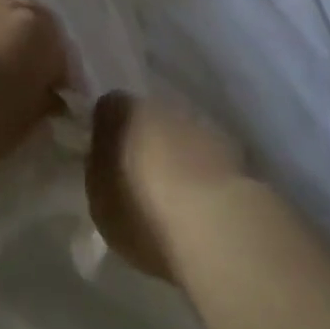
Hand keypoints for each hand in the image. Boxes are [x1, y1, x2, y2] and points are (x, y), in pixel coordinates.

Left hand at [0, 0, 67, 162]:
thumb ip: (41, 104)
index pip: (57, 48)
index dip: (52, 68)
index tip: (47, 90)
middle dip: (26, 33)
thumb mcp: (25, 124)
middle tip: (14, 61)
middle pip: (29, 11)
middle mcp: (11, 6)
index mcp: (41, 36)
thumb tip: (48, 97)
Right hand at [85, 91, 246, 282]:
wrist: (217, 224)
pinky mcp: (231, 146)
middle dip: (143, 140)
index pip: (107, 107)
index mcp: (122, 110)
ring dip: (175, 153)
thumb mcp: (100, 199)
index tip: (106, 159)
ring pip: (178, 133)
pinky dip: (201, 169)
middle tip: (139, 177)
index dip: (106, 131)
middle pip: (146, 117)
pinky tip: (201, 199)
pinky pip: (205, 154)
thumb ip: (98, 168)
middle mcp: (161, 104)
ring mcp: (199, 122)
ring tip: (174, 193)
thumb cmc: (144, 211)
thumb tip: (103, 155)